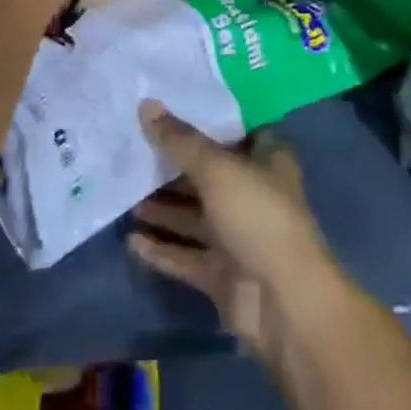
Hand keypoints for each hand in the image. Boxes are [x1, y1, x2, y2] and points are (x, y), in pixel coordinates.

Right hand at [128, 102, 342, 359]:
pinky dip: (162, 249)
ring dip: (163, 207)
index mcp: (266, 158)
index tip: (166, 105)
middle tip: (133, 147)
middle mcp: (252, 192)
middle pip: (208, 172)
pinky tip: (131, 240)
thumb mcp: (217, 169)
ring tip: (125, 192)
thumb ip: (179, 140)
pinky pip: (186, 256)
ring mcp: (237, 236)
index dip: (203, 117)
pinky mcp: (222, 274)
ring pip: (193, 215)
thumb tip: (145, 104)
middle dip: (173, 164)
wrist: (285, 305)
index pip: (232, 129)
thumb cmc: (258, 216)